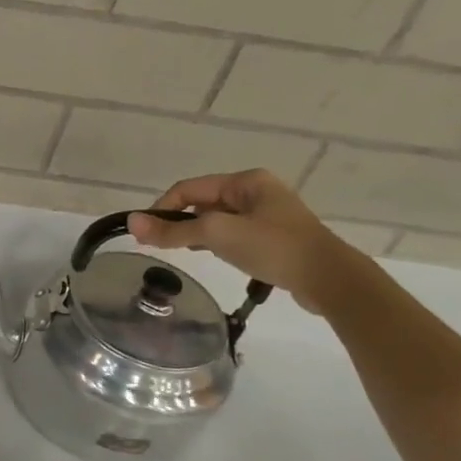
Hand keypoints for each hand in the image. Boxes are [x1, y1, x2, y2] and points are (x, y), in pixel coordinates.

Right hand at [126, 169, 363, 313]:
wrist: (330, 280)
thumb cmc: (273, 248)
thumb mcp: (216, 235)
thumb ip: (172, 231)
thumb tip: (130, 222)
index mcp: (245, 180)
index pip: (188, 188)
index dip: (162, 209)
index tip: (146, 235)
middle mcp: (256, 190)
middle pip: (201, 202)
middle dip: (179, 222)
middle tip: (163, 246)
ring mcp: (267, 213)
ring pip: (216, 219)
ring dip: (197, 233)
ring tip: (186, 253)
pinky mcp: (274, 236)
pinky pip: (233, 232)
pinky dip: (216, 242)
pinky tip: (214, 257)